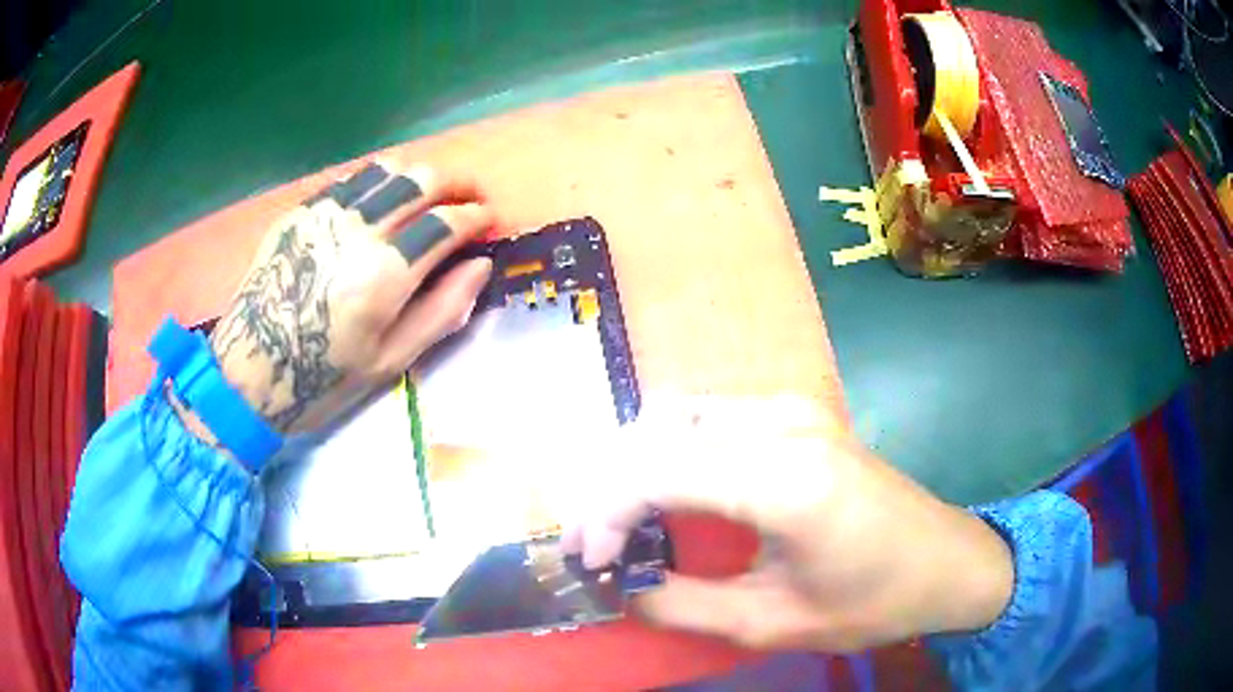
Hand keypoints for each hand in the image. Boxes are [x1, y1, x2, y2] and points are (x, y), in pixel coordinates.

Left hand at [209, 161, 492, 432]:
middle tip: (472, 195)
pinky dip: (381, 180)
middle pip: (422, 180)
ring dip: (421, 175)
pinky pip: (352, 180)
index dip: (476, 216)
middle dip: (458, 182)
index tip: (490, 219)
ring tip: (433, 192)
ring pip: (388, 169)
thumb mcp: (391, 361)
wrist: (251, 370)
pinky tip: (386, 197)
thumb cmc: (324, 378)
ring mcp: (325, 213)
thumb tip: (480, 266)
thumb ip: (442, 311)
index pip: (447, 223)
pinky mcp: (301, 212)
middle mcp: (358, 229)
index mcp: (384, 273)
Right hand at [561, 399, 1013, 651]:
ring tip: (620, 521)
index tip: (591, 562)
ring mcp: (793, 407)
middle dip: (609, 487)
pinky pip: (708, 415)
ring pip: (677, 414)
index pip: (656, 471)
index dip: (607, 513)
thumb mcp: (772, 623)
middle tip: (594, 543)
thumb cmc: (873, 602)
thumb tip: (622, 587)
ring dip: (635, 463)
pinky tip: (666, 490)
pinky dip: (669, 448)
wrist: (947, 561)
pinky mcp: (799, 411)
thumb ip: (683, 606)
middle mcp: (783, 424)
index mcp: (785, 481)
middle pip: (656, 431)